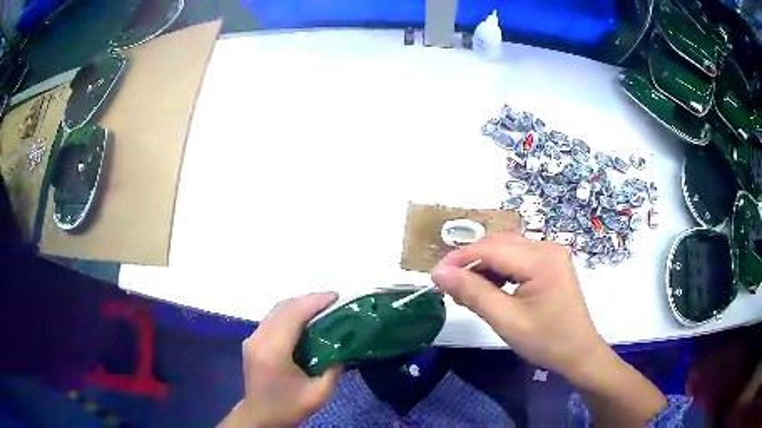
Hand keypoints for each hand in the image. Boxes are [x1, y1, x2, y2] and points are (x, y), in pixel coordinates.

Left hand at [219, 293, 341, 427]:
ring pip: (276, 311)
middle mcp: (259, 339)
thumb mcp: (319, 394)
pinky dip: (290, 314)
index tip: (336, 297)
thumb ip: (334, 369)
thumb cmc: (288, 407)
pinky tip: (304, 320)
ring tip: (322, 307)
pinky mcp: (252, 341)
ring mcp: (252, 338)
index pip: (293, 315)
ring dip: (299, 305)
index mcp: (274, 352)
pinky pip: (272, 319)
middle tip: (333, 301)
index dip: (314, 302)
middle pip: (283, 308)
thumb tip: (342, 346)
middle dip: (309, 300)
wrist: (259, 416)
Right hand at [432, 232, 666, 425]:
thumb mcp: (506, 320)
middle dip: (471, 262)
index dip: (460, 259)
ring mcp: (551, 253)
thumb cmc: (546, 341)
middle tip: (450, 286)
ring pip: (506, 249)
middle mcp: (547, 246)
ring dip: (484, 266)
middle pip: (498, 244)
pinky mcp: (551, 262)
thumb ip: (473, 293)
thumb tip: (439, 273)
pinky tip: (489, 287)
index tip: (435, 275)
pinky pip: (518, 258)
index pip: (491, 249)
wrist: (579, 352)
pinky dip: (499, 270)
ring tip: (467, 290)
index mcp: (541, 259)